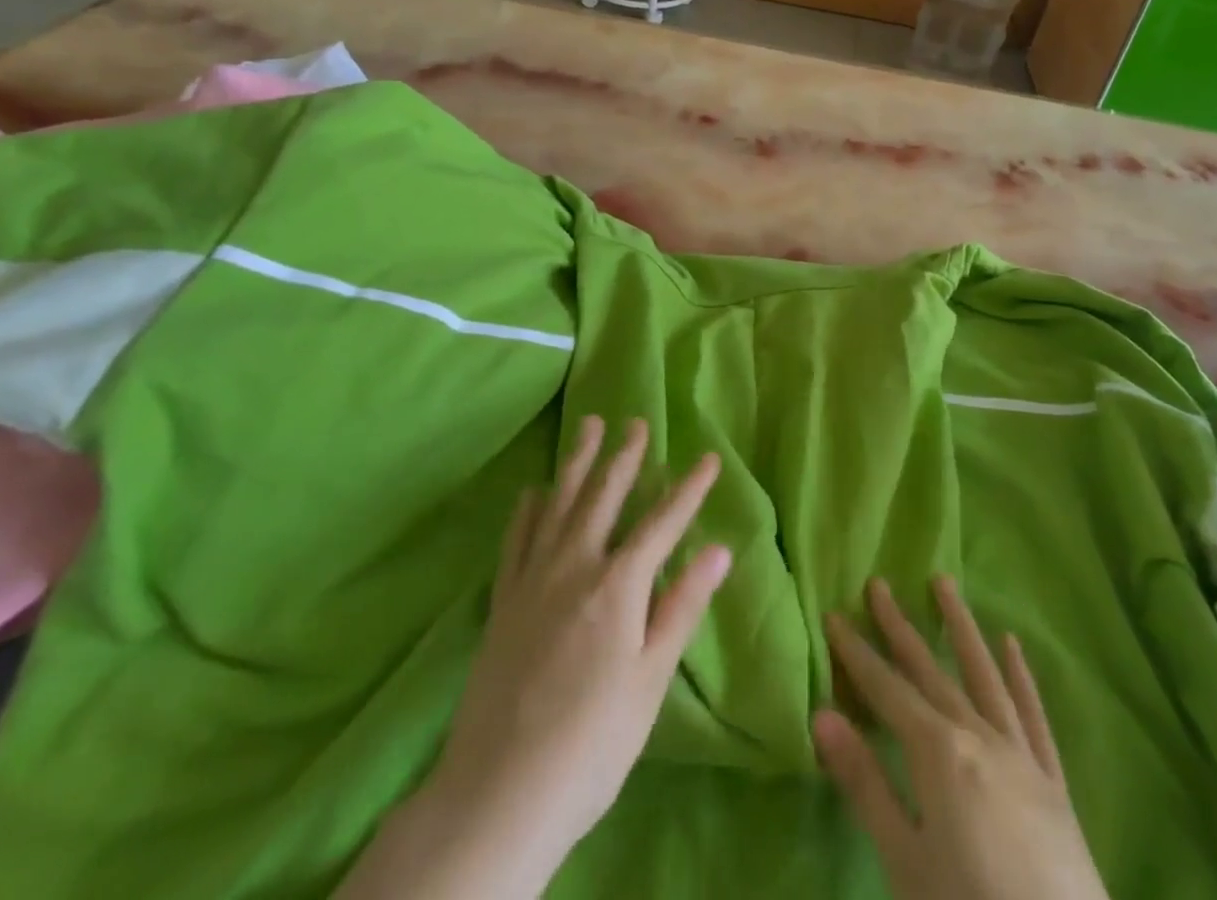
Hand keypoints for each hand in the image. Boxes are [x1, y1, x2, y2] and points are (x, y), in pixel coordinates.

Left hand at [337, 416, 729, 899]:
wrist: (498, 793)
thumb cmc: (592, 743)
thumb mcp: (650, 680)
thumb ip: (681, 607)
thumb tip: (718, 548)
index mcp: (618, 586)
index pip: (662, 523)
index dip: (688, 489)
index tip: (708, 458)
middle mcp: (574, 566)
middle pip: (604, 497)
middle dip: (624, 457)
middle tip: (636, 421)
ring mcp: (533, 580)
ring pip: (559, 504)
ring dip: (577, 463)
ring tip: (589, 428)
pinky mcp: (503, 601)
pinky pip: (517, 540)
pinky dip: (527, 510)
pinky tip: (533, 492)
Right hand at [815, 577, 1109, 899]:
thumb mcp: (905, 863)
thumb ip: (864, 784)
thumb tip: (821, 714)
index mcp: (938, 752)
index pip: (886, 689)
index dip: (857, 652)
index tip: (834, 614)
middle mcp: (978, 736)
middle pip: (930, 671)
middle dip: (899, 627)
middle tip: (879, 584)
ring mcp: (1020, 755)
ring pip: (984, 675)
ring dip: (961, 627)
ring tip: (944, 583)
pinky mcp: (1052, 782)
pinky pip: (1033, 716)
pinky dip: (1020, 676)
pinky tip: (1013, 645)